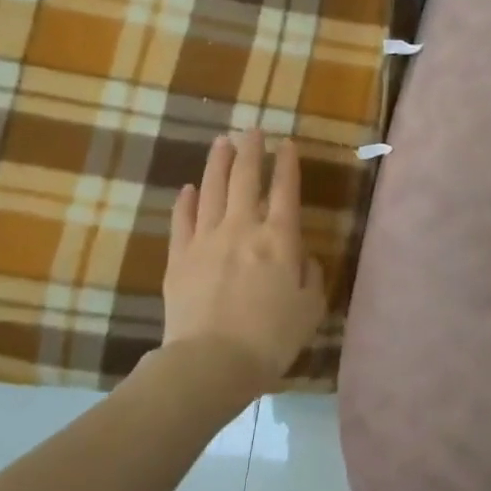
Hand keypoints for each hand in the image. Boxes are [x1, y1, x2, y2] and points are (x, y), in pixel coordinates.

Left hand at [163, 130, 325, 388]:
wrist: (213, 360)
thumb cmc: (272, 337)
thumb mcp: (310, 309)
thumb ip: (312, 276)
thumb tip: (305, 258)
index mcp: (279, 239)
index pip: (285, 191)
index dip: (287, 165)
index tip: (287, 144)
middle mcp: (242, 228)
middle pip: (245, 179)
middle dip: (250, 151)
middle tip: (252, 130)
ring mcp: (206, 240)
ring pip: (211, 190)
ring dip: (218, 164)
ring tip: (222, 142)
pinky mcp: (179, 257)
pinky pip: (182, 220)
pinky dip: (186, 201)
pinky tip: (189, 188)